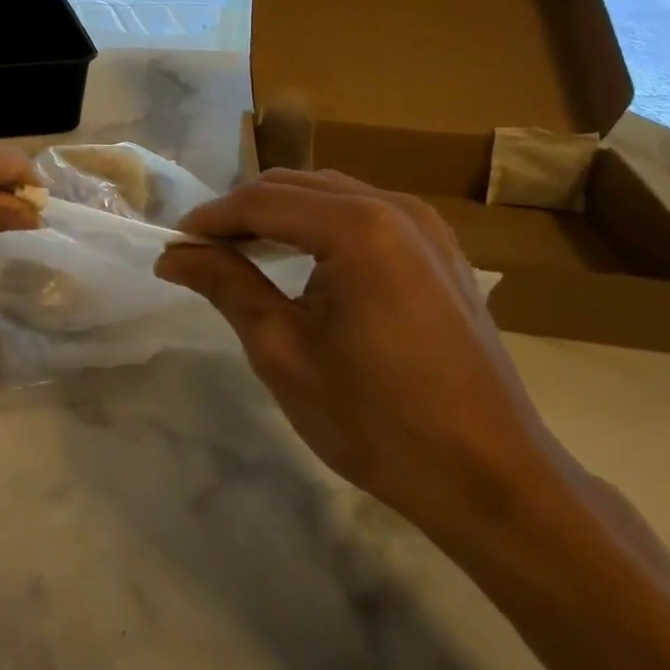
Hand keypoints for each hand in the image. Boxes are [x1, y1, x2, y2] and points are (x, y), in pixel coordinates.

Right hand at [156, 168, 563, 538]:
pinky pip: (362, 212)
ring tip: (241, 252)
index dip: (211, 218)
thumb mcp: (285, 353)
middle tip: (201, 250)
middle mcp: (394, 207)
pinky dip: (319, 224)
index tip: (174, 243)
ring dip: (279, 214)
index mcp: (358, 227)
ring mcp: (424, 224)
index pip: (262, 201)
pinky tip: (301, 258)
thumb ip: (226, 286)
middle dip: (242, 212)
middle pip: (295, 186)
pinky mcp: (439, 248)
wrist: (496, 483)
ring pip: (328, 193)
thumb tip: (172, 255)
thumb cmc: (379, 421)